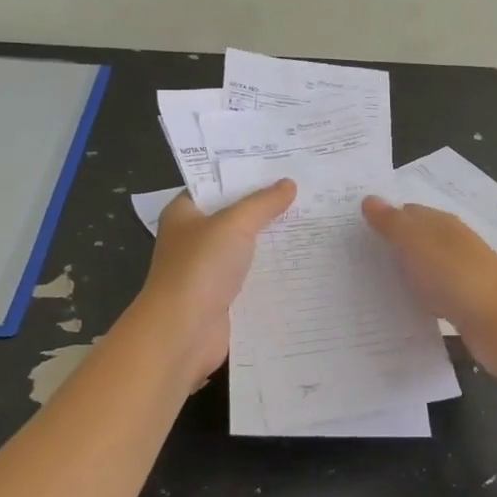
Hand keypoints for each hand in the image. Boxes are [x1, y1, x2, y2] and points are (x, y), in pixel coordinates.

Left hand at [141, 181, 295, 380]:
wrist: (183, 333)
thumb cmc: (200, 268)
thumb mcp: (234, 224)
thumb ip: (262, 203)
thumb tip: (288, 184)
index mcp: (184, 213)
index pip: (215, 184)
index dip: (245, 174)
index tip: (281, 164)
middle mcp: (193, 238)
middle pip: (234, 215)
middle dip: (266, 207)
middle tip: (307, 190)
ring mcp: (208, 270)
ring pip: (246, 248)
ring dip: (273, 240)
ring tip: (313, 222)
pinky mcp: (223, 297)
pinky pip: (252, 277)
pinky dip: (273, 271)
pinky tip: (303, 261)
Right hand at [362, 197, 496, 375]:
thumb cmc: (458, 277)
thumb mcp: (418, 245)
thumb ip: (392, 224)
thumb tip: (369, 198)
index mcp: (443, 224)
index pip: (407, 212)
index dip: (382, 217)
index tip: (352, 230)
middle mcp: (453, 244)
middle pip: (415, 239)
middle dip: (388, 245)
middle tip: (350, 257)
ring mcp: (460, 274)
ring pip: (423, 267)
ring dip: (400, 272)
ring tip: (366, 283)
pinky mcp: (463, 303)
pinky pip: (431, 294)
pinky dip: (414, 296)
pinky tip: (397, 307)